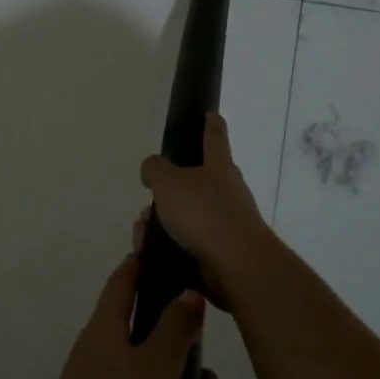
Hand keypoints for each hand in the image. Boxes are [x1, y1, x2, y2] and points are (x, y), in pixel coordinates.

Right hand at [138, 114, 270, 301]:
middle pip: (196, 182)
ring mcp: (227, 222)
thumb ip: (155, 169)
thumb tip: (153, 169)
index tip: (211, 114)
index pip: (214, 137)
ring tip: (144, 235)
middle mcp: (228, 191)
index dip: (211, 124)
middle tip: (149, 202)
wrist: (235, 264)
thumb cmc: (203, 213)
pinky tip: (152, 253)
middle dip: (169, 191)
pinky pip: (188, 242)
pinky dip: (169, 245)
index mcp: (219, 166)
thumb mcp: (167, 182)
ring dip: (163, 222)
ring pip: (187, 215)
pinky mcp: (222, 251)